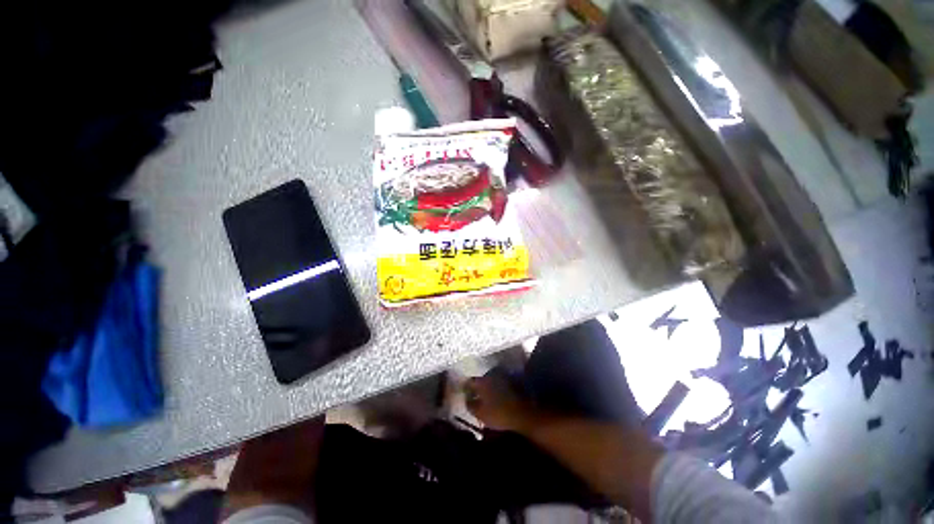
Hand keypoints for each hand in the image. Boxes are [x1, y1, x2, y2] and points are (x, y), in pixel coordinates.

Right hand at [464, 373, 535, 432]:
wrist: (523, 414)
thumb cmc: (498, 414)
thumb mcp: (480, 413)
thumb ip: (470, 405)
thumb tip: (466, 399)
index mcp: (482, 381)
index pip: (469, 381)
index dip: (465, 387)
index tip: (462, 393)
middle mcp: (491, 376)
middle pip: (480, 380)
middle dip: (476, 387)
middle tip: (472, 396)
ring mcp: (502, 378)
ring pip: (490, 382)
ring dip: (486, 389)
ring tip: (483, 398)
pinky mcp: (511, 383)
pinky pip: (498, 385)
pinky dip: (494, 390)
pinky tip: (494, 399)